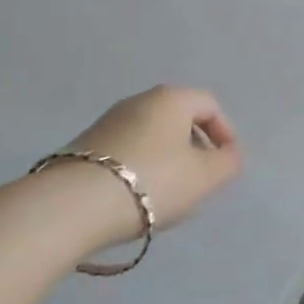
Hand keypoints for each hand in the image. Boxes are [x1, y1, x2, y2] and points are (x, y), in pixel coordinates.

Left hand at [65, 85, 241, 235]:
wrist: (73, 206)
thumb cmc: (151, 182)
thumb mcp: (204, 178)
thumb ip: (228, 163)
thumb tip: (230, 155)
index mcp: (172, 98)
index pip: (209, 105)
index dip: (225, 132)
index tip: (226, 163)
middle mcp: (140, 100)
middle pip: (179, 118)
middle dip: (195, 147)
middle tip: (200, 180)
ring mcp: (109, 120)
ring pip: (151, 135)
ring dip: (166, 159)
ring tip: (167, 194)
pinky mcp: (85, 145)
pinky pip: (127, 149)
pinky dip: (140, 167)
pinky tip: (136, 197)